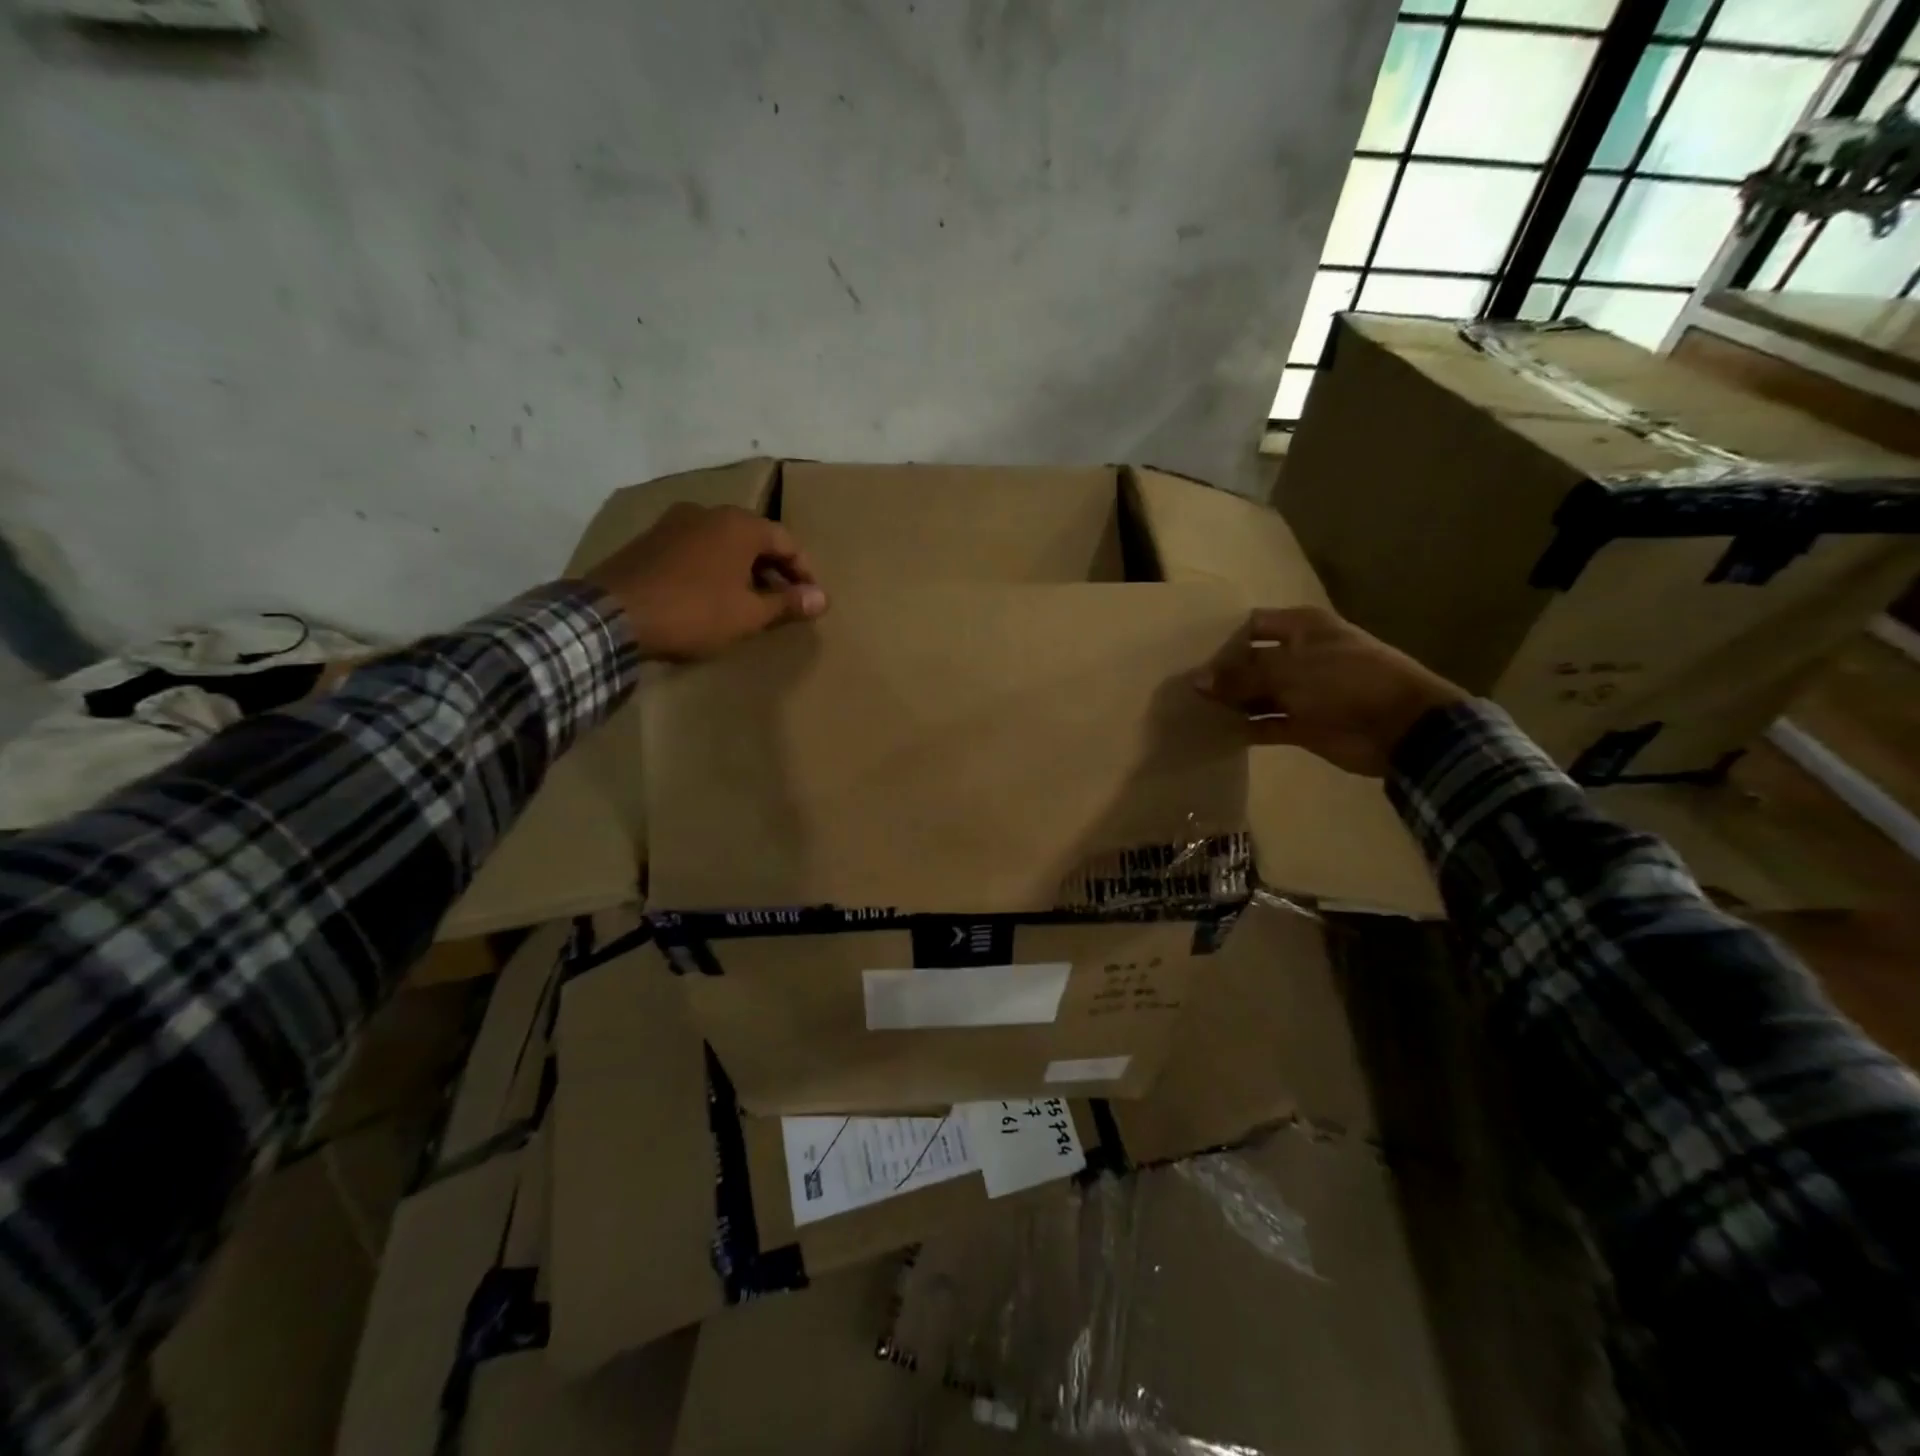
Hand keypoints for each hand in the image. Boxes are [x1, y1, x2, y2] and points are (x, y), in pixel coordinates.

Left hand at [583, 503, 827, 660]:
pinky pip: (695, 550)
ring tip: (749, 601)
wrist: (612, 615)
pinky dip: (713, 569)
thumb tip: (823, 598)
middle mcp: (708, 512)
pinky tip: (710, 596)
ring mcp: (673, 523)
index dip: (804, 572)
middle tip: (783, 601)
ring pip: (722, 543)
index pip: (787, 542)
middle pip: (754, 538)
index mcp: (739, 525)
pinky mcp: (648, 540)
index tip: (811, 600)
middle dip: (773, 570)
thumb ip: (787, 603)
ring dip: (742, 569)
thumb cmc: (694, 612)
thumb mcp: (748, 614)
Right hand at [1193, 606, 1464, 776]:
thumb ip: (1240, 676)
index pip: (1251, 625)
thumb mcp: (1289, 671)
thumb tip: (1196, 682)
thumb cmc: (1345, 682)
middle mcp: (1299, 655)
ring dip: (1230, 702)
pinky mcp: (1302, 724)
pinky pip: (1265, 725)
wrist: (1400, 727)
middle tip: (1178, 683)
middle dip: (1220, 672)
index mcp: (1302, 628)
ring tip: (1189, 708)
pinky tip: (1214, 732)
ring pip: (1255, 694)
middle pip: (1250, 661)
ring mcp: (1301, 691)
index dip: (1221, 636)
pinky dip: (1244, 729)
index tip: (1186, 650)